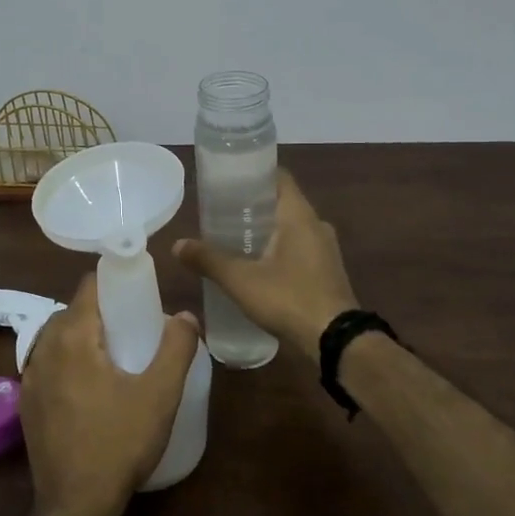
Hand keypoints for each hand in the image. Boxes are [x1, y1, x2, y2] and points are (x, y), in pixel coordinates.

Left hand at [21, 272, 198, 515]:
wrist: (75, 506)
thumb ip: (176, 348)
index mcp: (72, 336)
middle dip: (101, 312)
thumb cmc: (119, 443)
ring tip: (113, 359)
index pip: (89, 285)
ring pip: (58, 337)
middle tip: (132, 330)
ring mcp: (29, 376)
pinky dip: (67, 362)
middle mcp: (44, 347)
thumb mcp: (160, 395)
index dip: (114, 283)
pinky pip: (48, 364)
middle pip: (73, 311)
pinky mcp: (26, 402)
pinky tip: (89, 388)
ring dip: (83, 337)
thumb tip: (185, 316)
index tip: (138, 295)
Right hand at [171, 168, 358, 357]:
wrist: (337, 342)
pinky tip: (258, 265)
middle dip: (253, 205)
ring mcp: (326, 249)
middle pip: (282, 202)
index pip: (278, 176)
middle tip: (222, 211)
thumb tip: (177, 245)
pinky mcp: (328, 271)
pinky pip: (300, 248)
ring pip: (292, 227)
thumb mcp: (241, 280)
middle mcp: (316, 225)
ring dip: (267, 229)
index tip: (228, 180)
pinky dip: (279, 249)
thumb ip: (208, 260)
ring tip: (235, 238)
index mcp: (299, 215)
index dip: (253, 173)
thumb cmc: (289, 298)